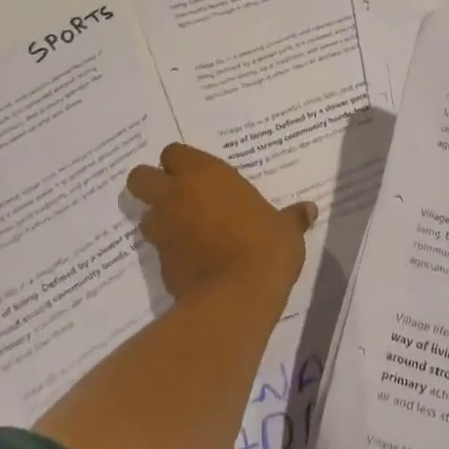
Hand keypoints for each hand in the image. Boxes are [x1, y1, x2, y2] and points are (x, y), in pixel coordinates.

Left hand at [125, 143, 314, 305]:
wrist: (237, 295)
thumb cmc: (265, 247)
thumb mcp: (286, 229)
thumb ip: (292, 217)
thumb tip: (309, 210)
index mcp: (205, 174)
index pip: (173, 153)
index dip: (179, 163)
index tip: (196, 174)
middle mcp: (177, 195)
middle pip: (139, 178)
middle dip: (150, 184)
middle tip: (174, 196)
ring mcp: (165, 230)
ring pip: (144, 216)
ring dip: (158, 220)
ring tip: (184, 232)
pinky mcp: (161, 263)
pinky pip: (158, 250)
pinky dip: (170, 253)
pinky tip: (193, 262)